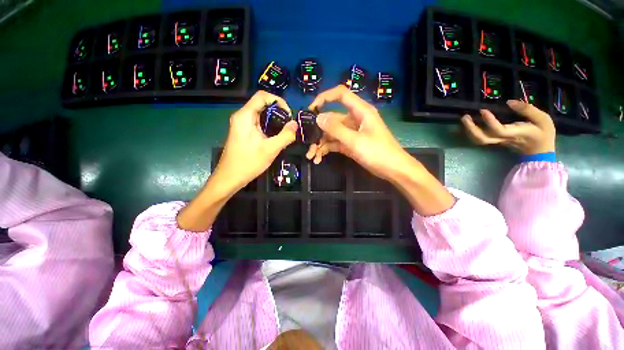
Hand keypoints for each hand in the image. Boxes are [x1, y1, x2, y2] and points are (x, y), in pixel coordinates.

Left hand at [177, 91, 296, 231]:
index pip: (262, 96)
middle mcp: (242, 116)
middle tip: (289, 125)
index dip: (278, 101)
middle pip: (262, 104)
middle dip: (278, 112)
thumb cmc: (248, 162)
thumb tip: (296, 124)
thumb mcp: (270, 149)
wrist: (230, 178)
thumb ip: (285, 136)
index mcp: (245, 116)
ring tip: (285, 131)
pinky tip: (276, 137)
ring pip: (261, 114)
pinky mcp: (244, 132)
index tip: (289, 115)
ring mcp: (242, 124)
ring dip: (275, 120)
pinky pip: (258, 123)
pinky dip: (269, 126)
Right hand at [305, 85, 410, 180]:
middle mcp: (354, 119)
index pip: (340, 94)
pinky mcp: (350, 143)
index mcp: (360, 111)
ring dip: (320, 143)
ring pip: (331, 133)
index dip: (324, 97)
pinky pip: (335, 143)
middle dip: (318, 131)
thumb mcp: (355, 141)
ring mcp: (351, 132)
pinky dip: (326, 149)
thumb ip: (336, 129)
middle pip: (331, 119)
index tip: (310, 109)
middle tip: (307, 143)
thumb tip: (318, 117)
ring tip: (312, 156)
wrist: (392, 169)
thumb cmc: (378, 152)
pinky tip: (319, 158)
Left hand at [461, 100, 555, 154]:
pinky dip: (471, 133)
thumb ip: (527, 110)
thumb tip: (509, 102)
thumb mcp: (543, 119)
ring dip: (468, 131)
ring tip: (465, 119)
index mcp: (515, 133)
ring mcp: (497, 142)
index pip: (498, 130)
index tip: (483, 110)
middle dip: (471, 128)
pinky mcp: (495, 142)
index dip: (489, 121)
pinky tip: (467, 125)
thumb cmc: (543, 134)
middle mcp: (503, 139)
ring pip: (478, 140)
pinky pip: (480, 139)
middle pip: (482, 138)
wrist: (540, 152)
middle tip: (465, 116)